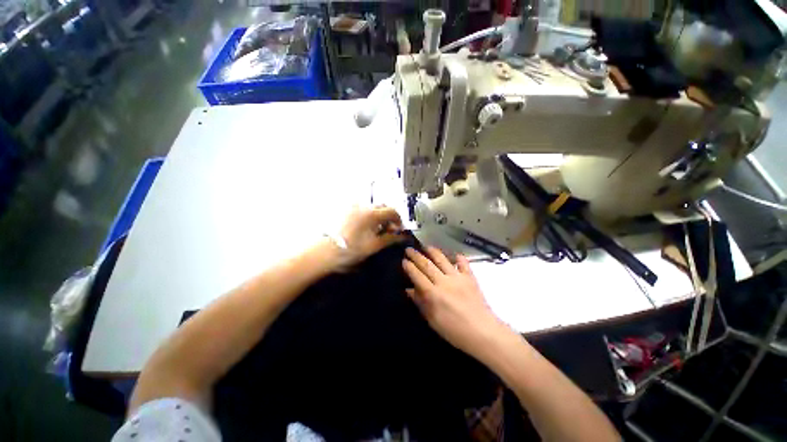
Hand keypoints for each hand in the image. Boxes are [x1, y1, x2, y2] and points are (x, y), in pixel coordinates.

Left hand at [329, 206, 403, 269]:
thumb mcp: (375, 245)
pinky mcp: (347, 211)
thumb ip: (391, 238)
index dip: (399, 220)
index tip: (399, 230)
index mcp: (372, 214)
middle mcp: (364, 207)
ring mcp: (354, 207)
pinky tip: (366, 227)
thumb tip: (402, 236)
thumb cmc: (353, 249)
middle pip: (383, 207)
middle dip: (389, 217)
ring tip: (377, 230)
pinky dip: (369, 216)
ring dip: (379, 216)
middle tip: (389, 230)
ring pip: (373, 208)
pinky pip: (363, 210)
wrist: (328, 250)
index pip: (392, 211)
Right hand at [402, 247, 508, 358]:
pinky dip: (458, 257)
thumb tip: (408, 289)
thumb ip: (420, 302)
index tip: (404, 260)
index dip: (409, 267)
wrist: (482, 332)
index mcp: (433, 294)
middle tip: (409, 249)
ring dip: (433, 251)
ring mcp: (458, 278)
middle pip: (427, 265)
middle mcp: (444, 282)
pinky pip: (463, 263)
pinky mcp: (470, 277)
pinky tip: (453, 254)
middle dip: (416, 256)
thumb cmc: (454, 330)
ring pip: (442, 260)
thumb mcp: (433, 320)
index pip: (417, 276)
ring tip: (426, 247)